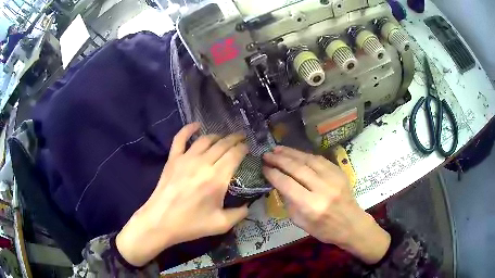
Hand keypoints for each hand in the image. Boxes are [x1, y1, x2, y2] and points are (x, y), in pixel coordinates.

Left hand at [116, 123, 248, 265]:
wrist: (160, 222)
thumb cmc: (191, 224)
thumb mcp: (221, 224)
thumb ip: (239, 214)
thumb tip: (248, 206)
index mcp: (217, 178)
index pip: (235, 154)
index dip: (243, 148)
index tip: (248, 148)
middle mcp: (203, 163)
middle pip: (223, 144)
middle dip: (235, 139)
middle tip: (241, 138)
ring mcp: (186, 159)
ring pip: (205, 140)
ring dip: (218, 136)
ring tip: (224, 137)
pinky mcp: (173, 159)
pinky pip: (180, 138)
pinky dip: (188, 129)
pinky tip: (196, 125)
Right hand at [263, 146, 389, 263]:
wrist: (351, 224)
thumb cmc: (324, 229)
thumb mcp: (301, 222)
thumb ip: (289, 202)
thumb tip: (279, 184)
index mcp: (311, 206)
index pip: (287, 184)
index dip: (273, 174)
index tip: (264, 168)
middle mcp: (323, 189)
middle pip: (297, 169)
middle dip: (279, 160)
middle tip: (267, 155)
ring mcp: (333, 178)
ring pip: (308, 160)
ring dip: (291, 153)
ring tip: (277, 149)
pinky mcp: (339, 172)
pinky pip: (319, 159)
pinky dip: (305, 155)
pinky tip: (296, 153)